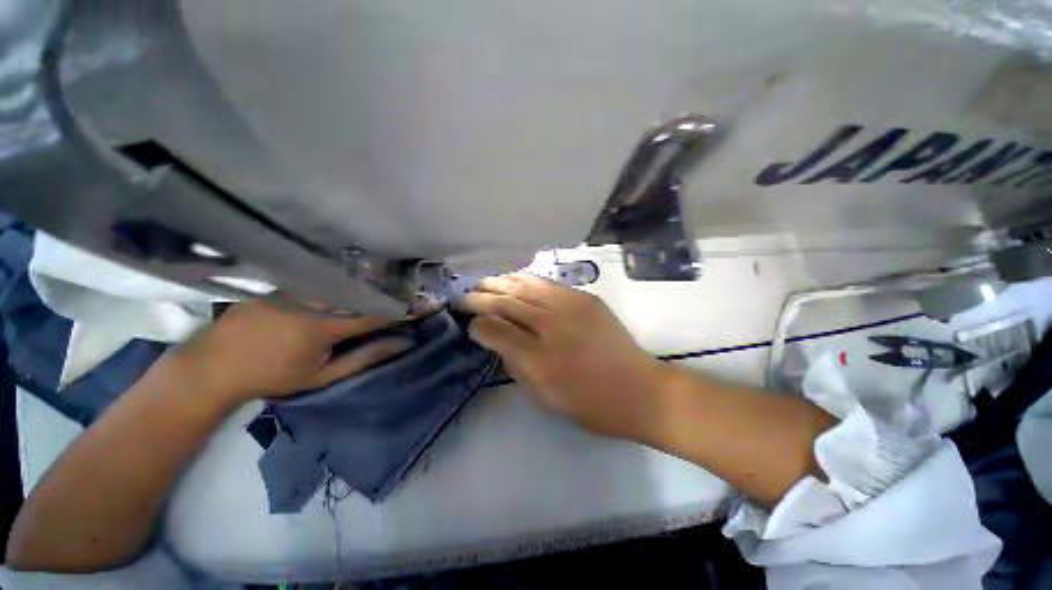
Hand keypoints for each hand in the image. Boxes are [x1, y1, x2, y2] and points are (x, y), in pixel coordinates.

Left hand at [172, 297, 413, 402]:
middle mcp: (309, 303)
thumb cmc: (273, 377)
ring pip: (332, 285)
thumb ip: (363, 358)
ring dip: (355, 286)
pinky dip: (327, 285)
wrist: (213, 369)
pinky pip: (308, 283)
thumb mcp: (321, 375)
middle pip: (354, 293)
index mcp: (324, 327)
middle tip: (394, 291)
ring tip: (370, 285)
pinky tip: (332, 288)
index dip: (394, 311)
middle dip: (377, 292)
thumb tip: (401, 344)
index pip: (372, 314)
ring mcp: (288, 292)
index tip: (412, 308)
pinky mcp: (273, 287)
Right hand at [456, 273, 669, 439]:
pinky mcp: (585, 298)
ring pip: (525, 284)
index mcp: (538, 358)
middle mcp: (551, 324)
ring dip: (500, 282)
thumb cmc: (589, 403)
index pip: (494, 330)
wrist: (640, 390)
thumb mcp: (544, 397)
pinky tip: (514, 281)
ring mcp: (570, 305)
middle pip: (506, 301)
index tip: (468, 324)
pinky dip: (525, 280)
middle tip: (464, 296)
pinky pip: (547, 283)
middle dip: (480, 297)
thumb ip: (515, 367)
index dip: (477, 324)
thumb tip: (498, 342)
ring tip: (484, 284)